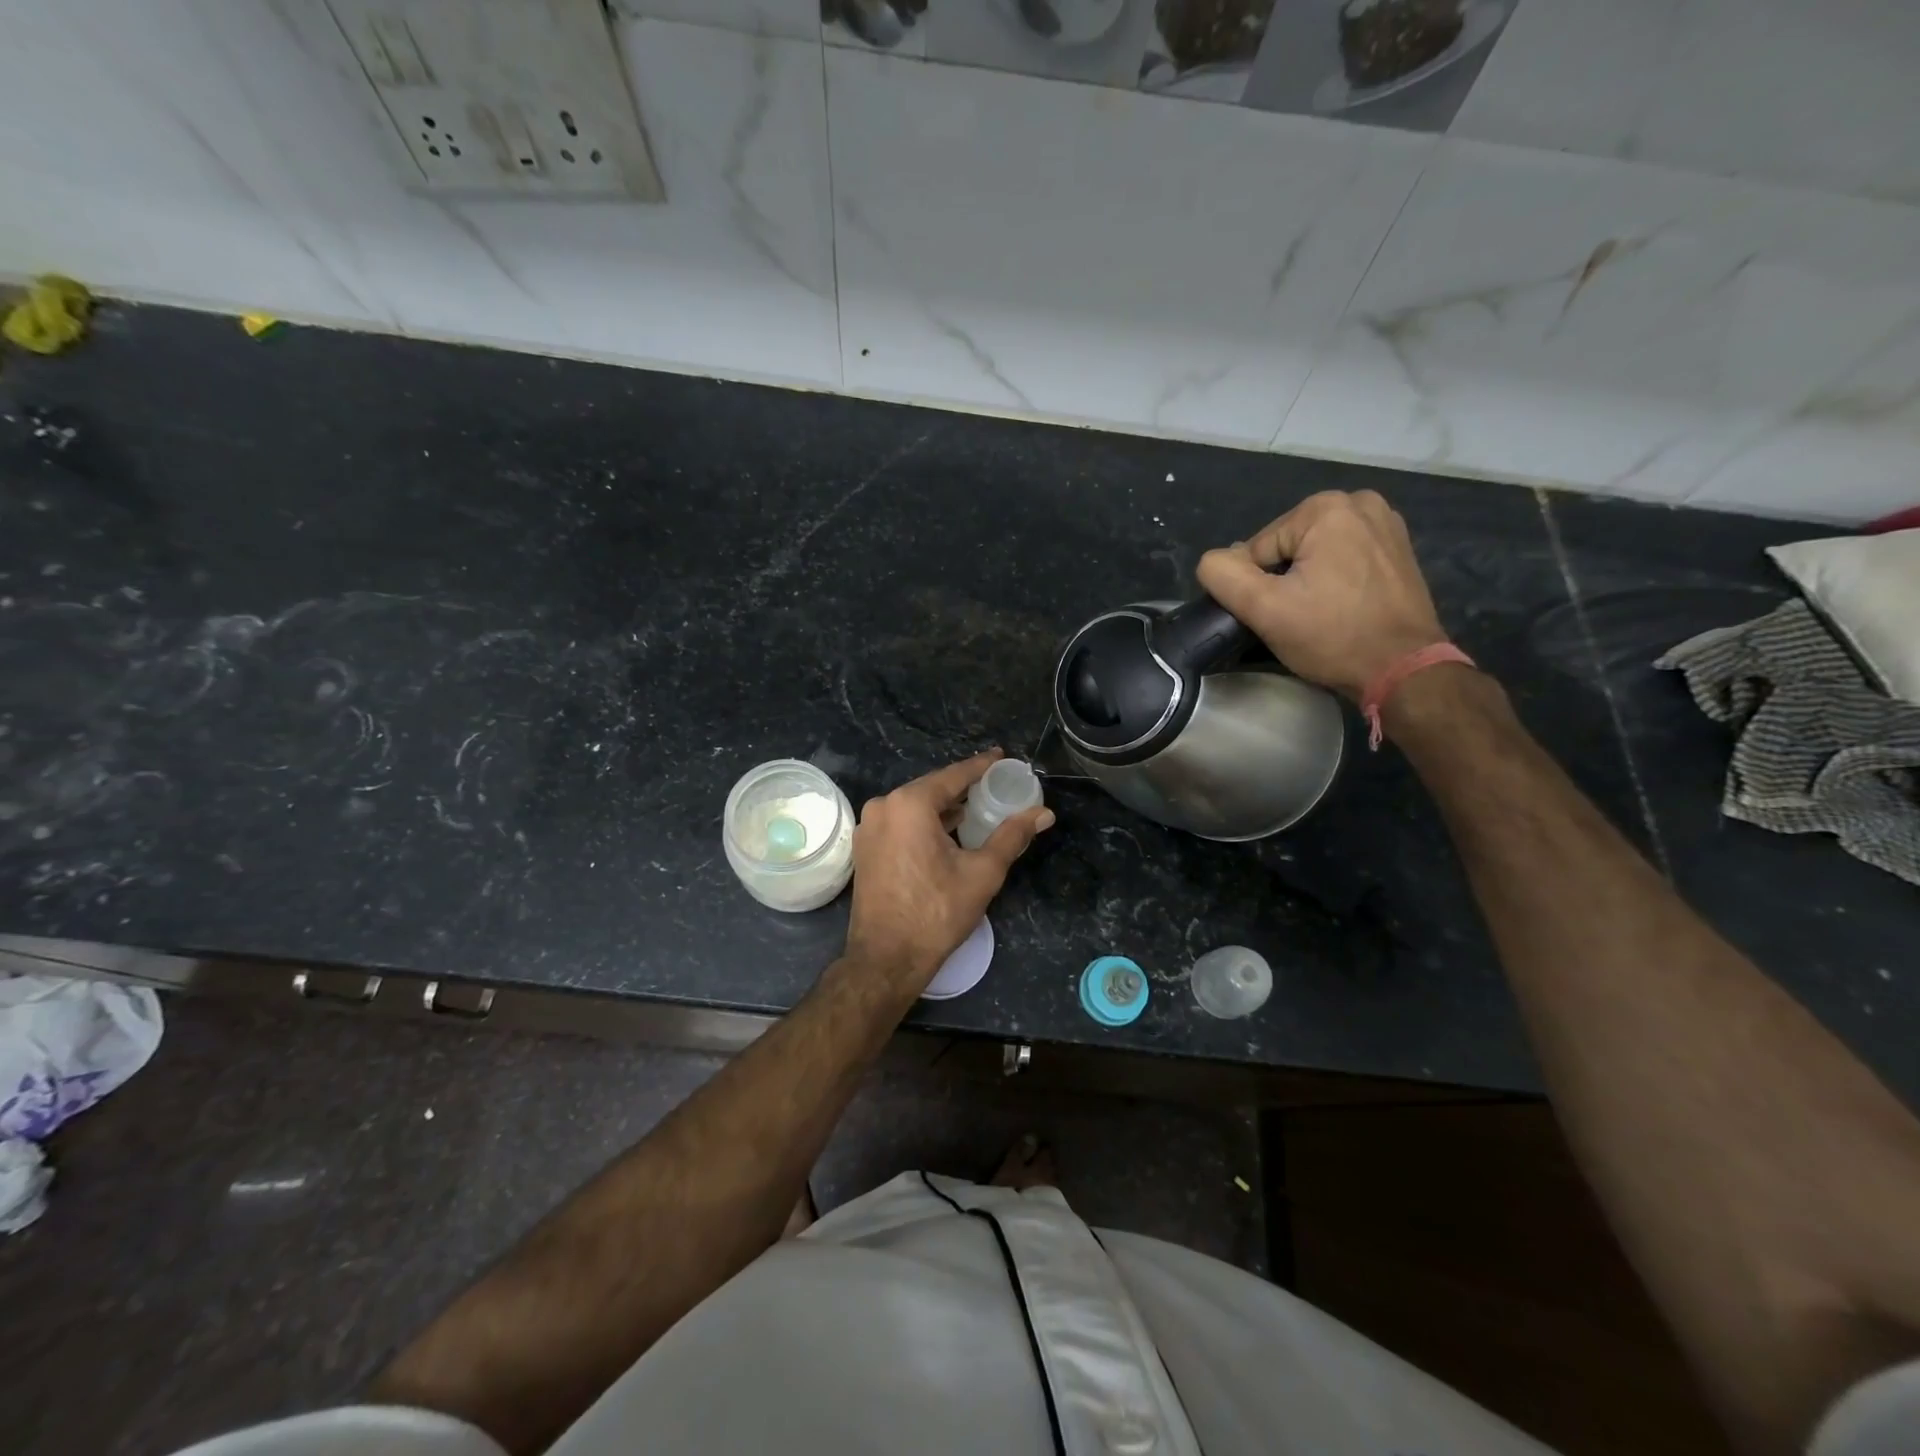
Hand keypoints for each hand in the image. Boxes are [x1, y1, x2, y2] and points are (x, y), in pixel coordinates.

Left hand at [845, 750, 1053, 991]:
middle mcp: (883, 806)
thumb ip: (1012, 836)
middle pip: (933, 788)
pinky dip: (925, 823)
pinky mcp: (865, 848)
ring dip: (945, 807)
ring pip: (915, 806)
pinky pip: (901, 823)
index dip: (982, 766)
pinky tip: (948, 832)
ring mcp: (869, 827)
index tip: (1004, 757)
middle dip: (965, 788)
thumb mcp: (982, 872)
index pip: (954, 775)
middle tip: (996, 786)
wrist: (886, 959)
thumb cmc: (937, 913)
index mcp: (909, 804)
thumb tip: (1044, 813)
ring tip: (978, 809)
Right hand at [1196, 490, 1447, 702]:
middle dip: (1283, 580)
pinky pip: (1344, 557)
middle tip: (1297, 618)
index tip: (1277, 615)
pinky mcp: (1399, 548)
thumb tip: (1213, 561)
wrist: (1404, 669)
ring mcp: (1386, 523)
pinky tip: (1341, 607)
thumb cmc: (1332, 636)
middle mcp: (1360, 502)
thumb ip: (1223, 575)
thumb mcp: (1264, 609)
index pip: (1258, 549)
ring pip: (1315, 553)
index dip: (1257, 587)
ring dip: (1306, 581)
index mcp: (1326, 508)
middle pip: (1287, 547)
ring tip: (1319, 615)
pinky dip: (1334, 579)